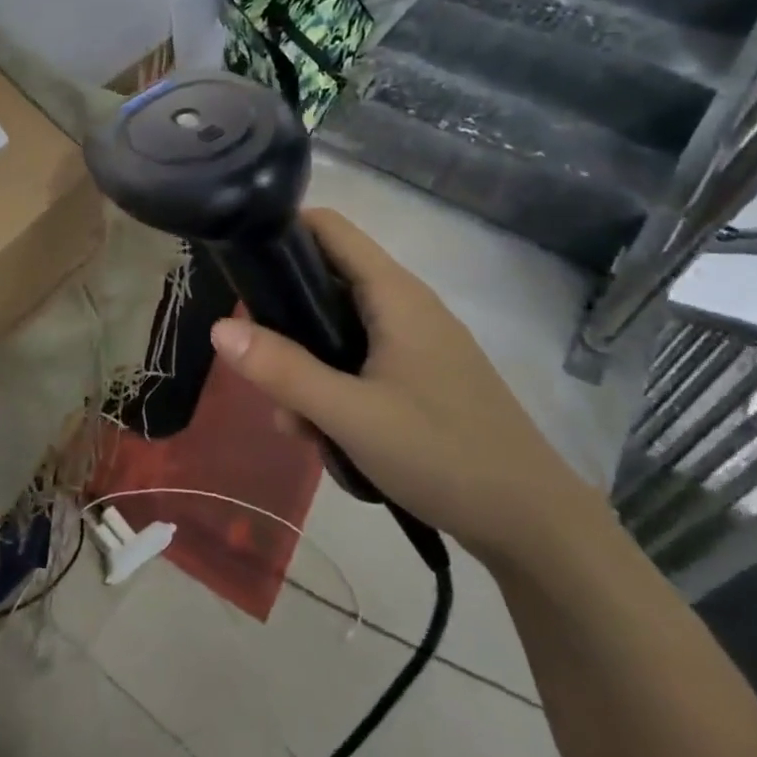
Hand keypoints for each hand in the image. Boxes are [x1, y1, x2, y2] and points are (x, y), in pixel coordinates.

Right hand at [209, 209, 607, 568]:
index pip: (328, 228)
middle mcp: (404, 307)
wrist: (536, 528)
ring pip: (335, 330)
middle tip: (255, 363)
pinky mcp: (418, 377)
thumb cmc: (444, 455)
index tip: (237, 263)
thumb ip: (283, 370)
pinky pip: (357, 362)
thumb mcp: (350, 415)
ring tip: (293, 423)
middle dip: (281, 320)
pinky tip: (323, 436)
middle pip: (322, 282)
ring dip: (303, 367)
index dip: (280, 231)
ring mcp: (414, 344)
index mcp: (394, 295)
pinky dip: (331, 388)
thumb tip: (219, 328)